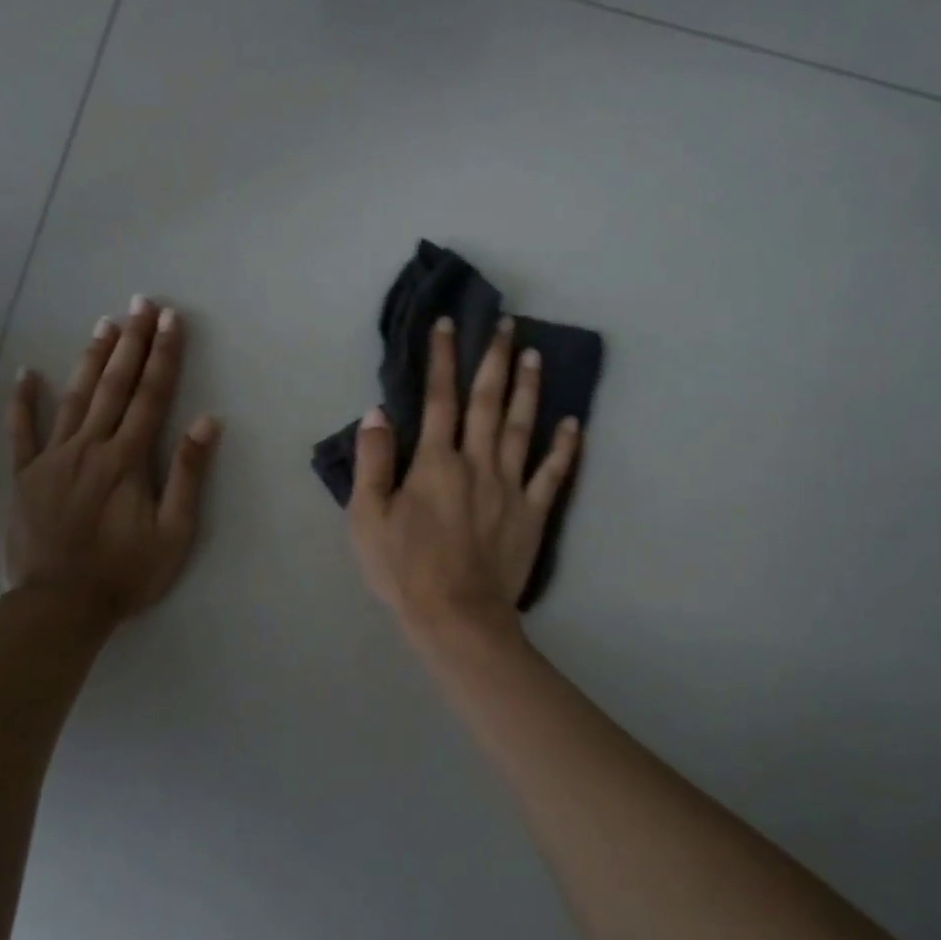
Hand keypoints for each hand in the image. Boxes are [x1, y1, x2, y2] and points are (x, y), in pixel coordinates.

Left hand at [3, 297, 219, 630]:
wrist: (59, 607)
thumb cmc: (125, 573)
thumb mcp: (174, 533)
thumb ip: (188, 475)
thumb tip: (206, 422)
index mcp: (127, 459)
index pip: (151, 396)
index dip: (164, 355)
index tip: (171, 320)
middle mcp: (89, 447)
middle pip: (114, 385)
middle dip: (132, 342)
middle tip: (141, 303)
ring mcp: (51, 458)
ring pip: (73, 397)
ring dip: (90, 359)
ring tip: (104, 324)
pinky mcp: (23, 476)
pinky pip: (21, 432)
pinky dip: (22, 402)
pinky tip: (25, 373)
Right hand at [349, 315, 579, 640]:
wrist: (455, 616)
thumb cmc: (403, 568)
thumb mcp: (367, 516)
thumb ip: (373, 461)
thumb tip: (377, 412)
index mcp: (435, 462)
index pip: (438, 398)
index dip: (442, 358)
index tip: (448, 324)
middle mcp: (477, 462)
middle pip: (488, 401)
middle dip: (495, 358)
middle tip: (507, 324)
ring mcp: (510, 487)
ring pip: (523, 427)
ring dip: (529, 388)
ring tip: (535, 355)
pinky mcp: (532, 513)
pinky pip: (552, 473)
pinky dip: (565, 447)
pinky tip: (573, 423)